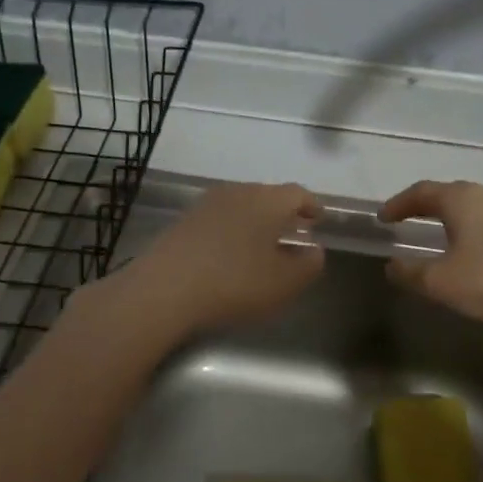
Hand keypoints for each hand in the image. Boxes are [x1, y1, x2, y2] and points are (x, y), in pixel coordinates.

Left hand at [107, 182, 324, 339]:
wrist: (164, 288)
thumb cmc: (234, 283)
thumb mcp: (284, 283)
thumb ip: (308, 265)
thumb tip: (314, 250)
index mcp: (267, 201)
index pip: (297, 194)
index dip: (312, 206)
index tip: (319, 219)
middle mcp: (238, 192)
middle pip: (268, 195)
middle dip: (284, 213)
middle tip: (294, 232)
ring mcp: (206, 204)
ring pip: (242, 205)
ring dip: (256, 221)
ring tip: (263, 244)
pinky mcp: (183, 221)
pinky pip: (219, 218)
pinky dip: (233, 230)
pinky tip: (231, 254)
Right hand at [379, 180, 482, 329]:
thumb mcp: (442, 283)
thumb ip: (411, 273)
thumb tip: (393, 265)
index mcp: (462, 200)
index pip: (421, 192)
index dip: (399, 204)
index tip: (383, 218)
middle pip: (450, 195)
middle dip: (426, 207)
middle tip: (409, 222)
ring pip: (476, 208)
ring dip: (454, 220)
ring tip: (442, 239)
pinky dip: (476, 232)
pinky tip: (478, 254)